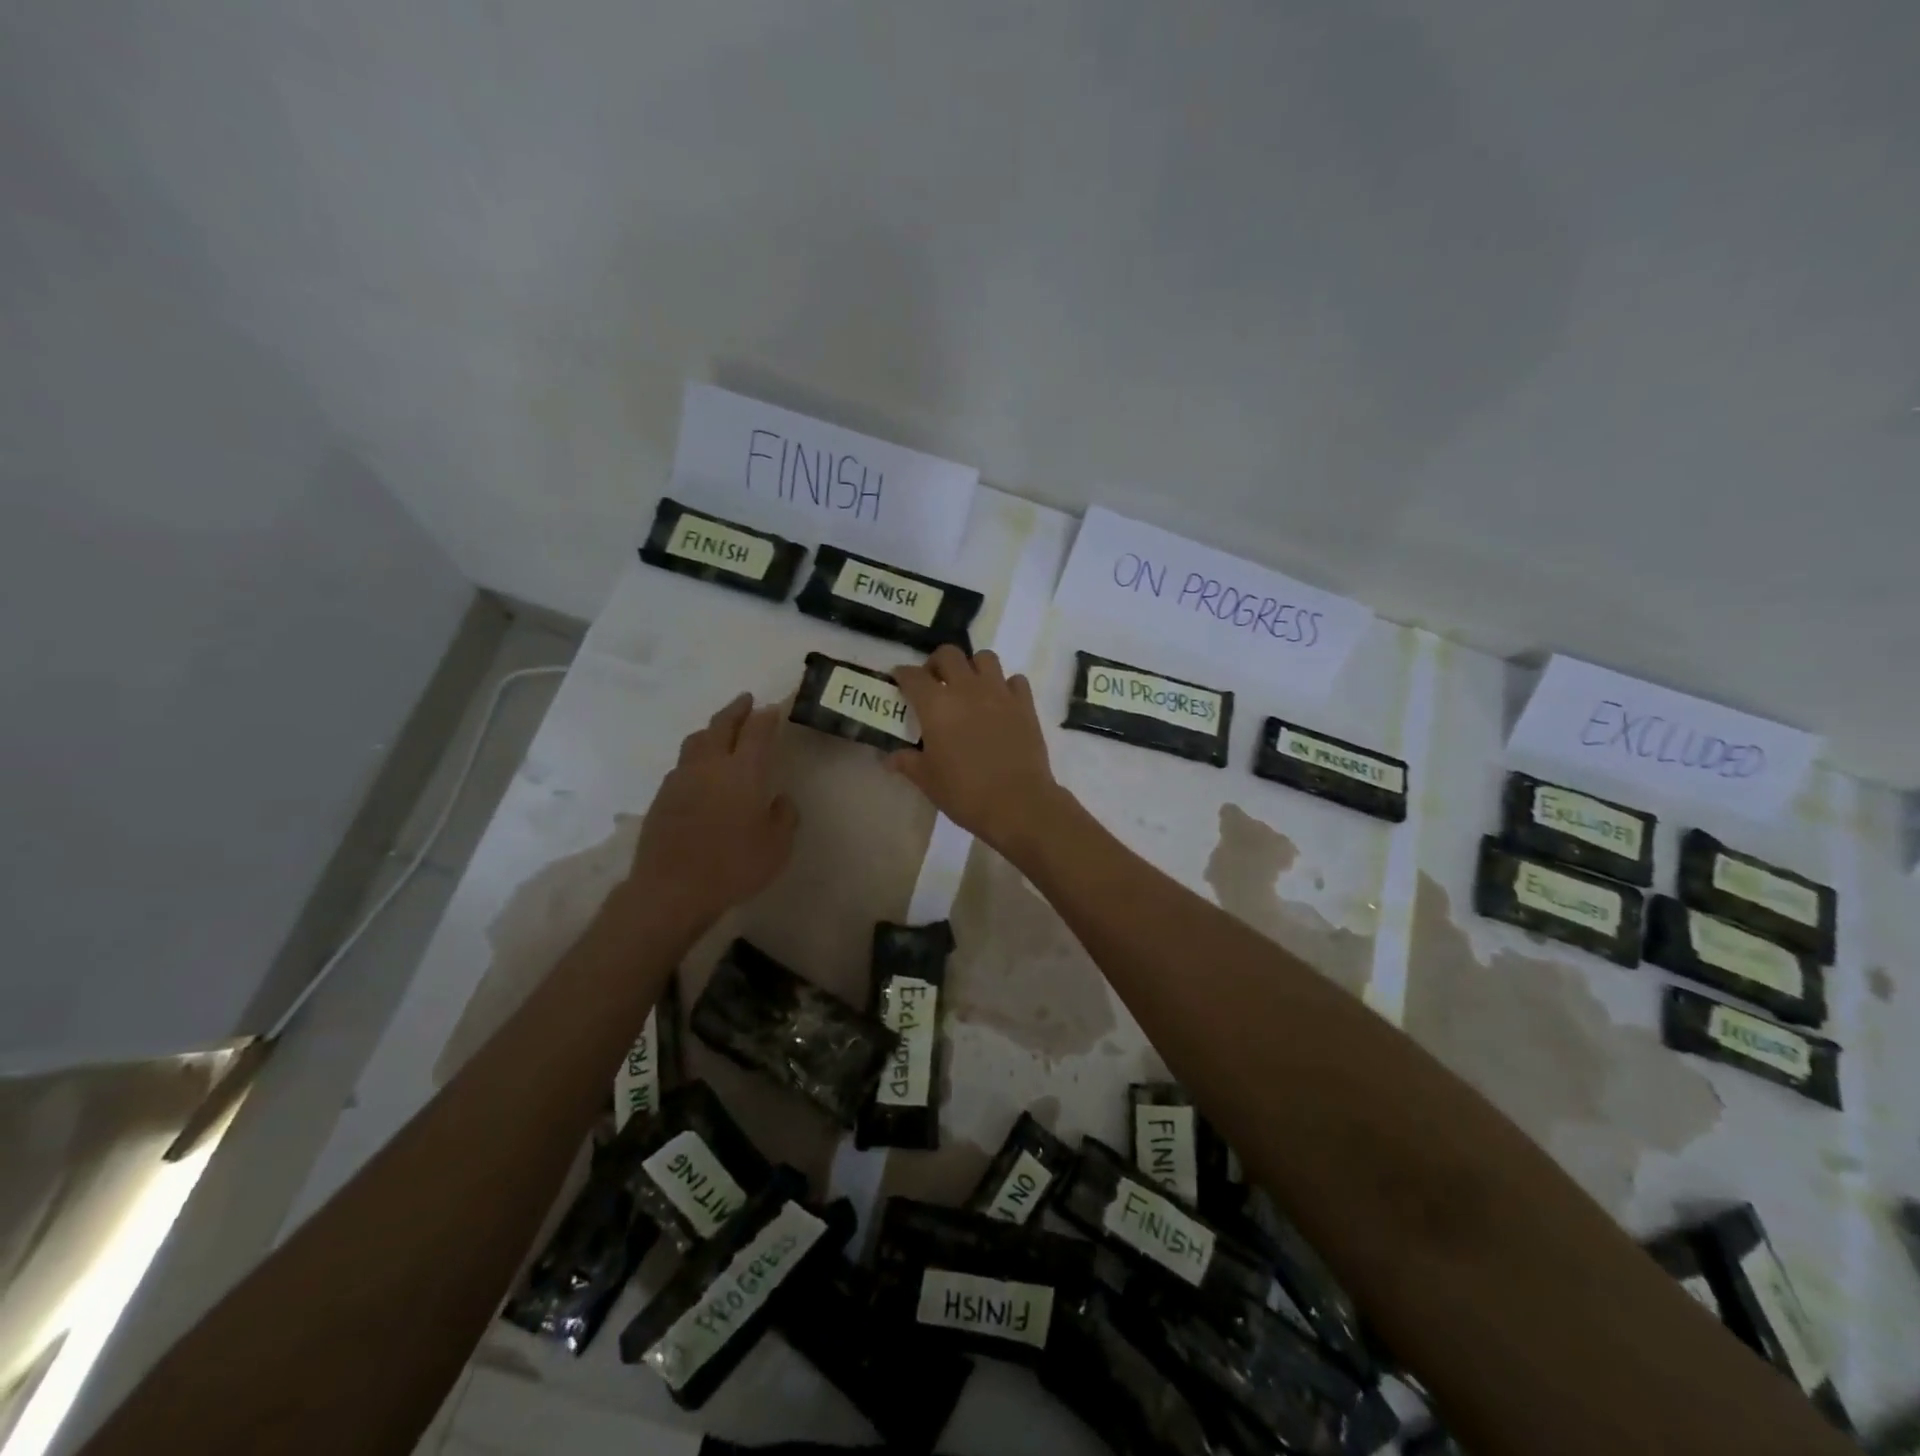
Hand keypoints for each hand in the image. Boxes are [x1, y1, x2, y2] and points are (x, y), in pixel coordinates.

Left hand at [625, 693, 797, 930]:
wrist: (672, 889)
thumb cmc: (734, 866)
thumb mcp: (778, 846)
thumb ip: (784, 816)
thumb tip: (779, 799)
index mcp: (744, 772)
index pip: (758, 731)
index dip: (767, 716)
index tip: (774, 708)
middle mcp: (711, 765)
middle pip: (723, 724)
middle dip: (737, 709)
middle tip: (747, 701)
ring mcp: (682, 778)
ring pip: (697, 740)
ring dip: (713, 729)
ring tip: (722, 730)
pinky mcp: (662, 796)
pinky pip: (683, 764)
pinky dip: (696, 756)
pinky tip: (701, 771)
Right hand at [887, 646, 1066, 855]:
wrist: (1017, 802)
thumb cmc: (964, 792)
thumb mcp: (927, 780)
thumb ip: (908, 762)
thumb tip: (890, 758)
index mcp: (936, 705)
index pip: (913, 676)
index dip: (903, 675)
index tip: (900, 680)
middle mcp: (967, 688)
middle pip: (948, 654)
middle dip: (937, 663)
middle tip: (934, 682)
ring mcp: (999, 693)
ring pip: (985, 658)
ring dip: (973, 667)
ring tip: (970, 687)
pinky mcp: (1025, 704)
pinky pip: (1015, 680)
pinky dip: (1006, 685)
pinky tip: (1001, 703)